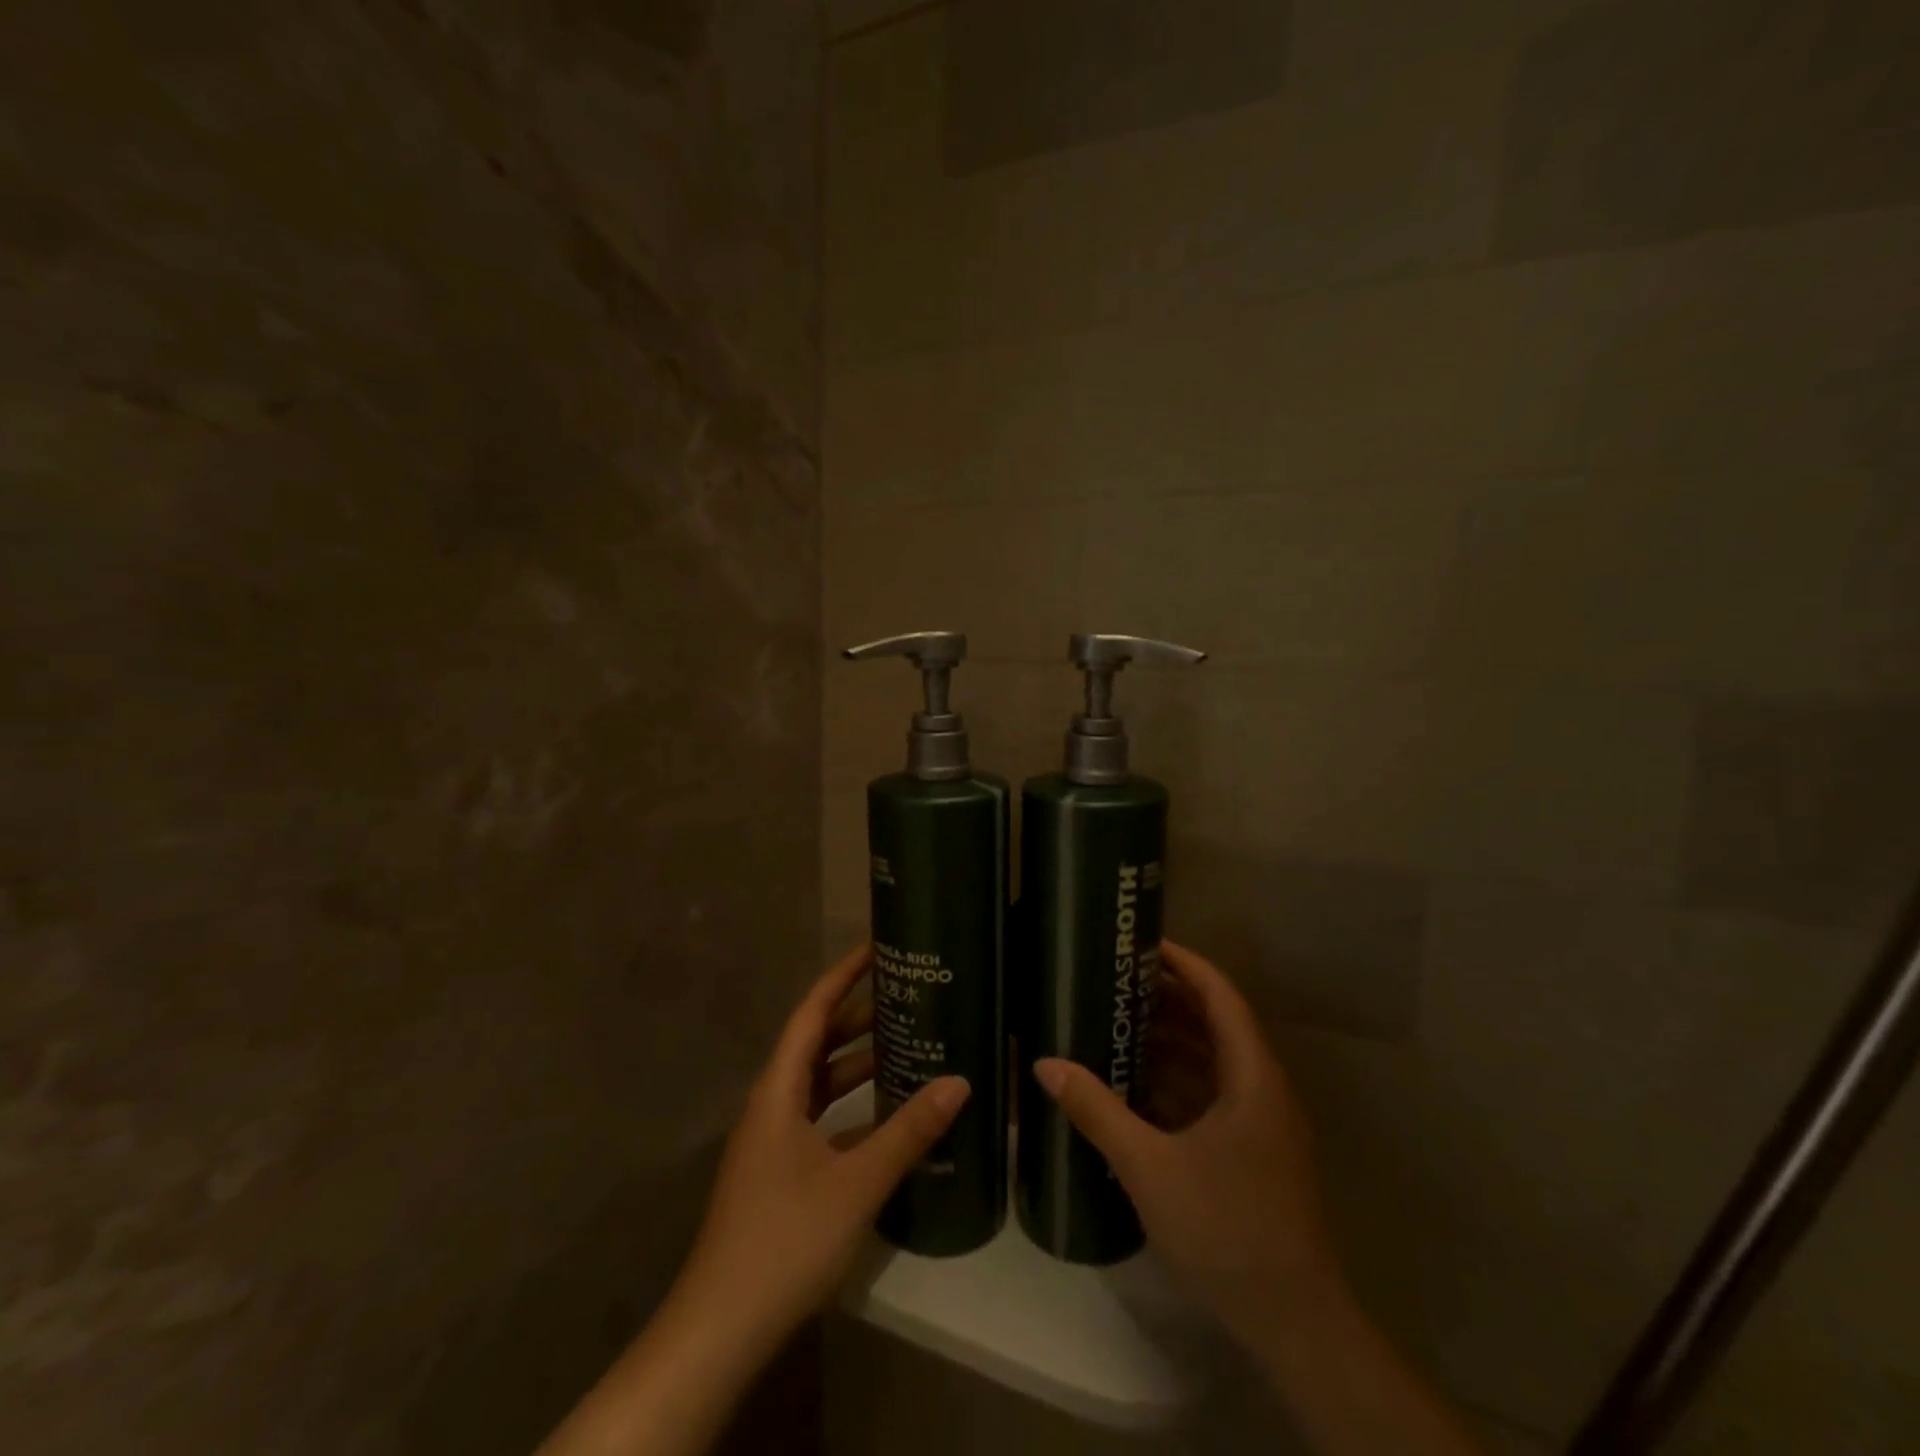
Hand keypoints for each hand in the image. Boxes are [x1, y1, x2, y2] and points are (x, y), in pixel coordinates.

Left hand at [676, 944, 970, 1357]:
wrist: (721, 1329)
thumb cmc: (785, 1239)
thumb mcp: (857, 1182)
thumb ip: (909, 1131)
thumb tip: (960, 1082)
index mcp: (779, 1090)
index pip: (812, 1013)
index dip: (843, 977)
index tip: (876, 949)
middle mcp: (772, 1104)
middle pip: (817, 1044)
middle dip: (858, 1017)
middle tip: (907, 996)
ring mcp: (773, 1141)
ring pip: (819, 1083)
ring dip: (857, 1064)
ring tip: (906, 1044)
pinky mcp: (779, 1173)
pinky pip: (820, 1119)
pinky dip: (852, 1108)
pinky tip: (888, 1117)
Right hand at [1035, 940, 1338, 1347]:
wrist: (1293, 1322)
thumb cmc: (1227, 1228)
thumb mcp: (1149, 1165)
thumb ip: (1096, 1110)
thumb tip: (1045, 1064)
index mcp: (1252, 1075)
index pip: (1219, 994)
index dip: (1183, 962)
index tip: (1139, 944)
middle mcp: (1262, 1087)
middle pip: (1215, 1022)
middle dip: (1167, 998)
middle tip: (1114, 980)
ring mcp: (1261, 1122)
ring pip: (1213, 1060)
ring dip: (1170, 1040)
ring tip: (1116, 1021)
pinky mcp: (1253, 1151)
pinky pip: (1212, 1094)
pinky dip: (1177, 1080)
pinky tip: (1134, 1084)